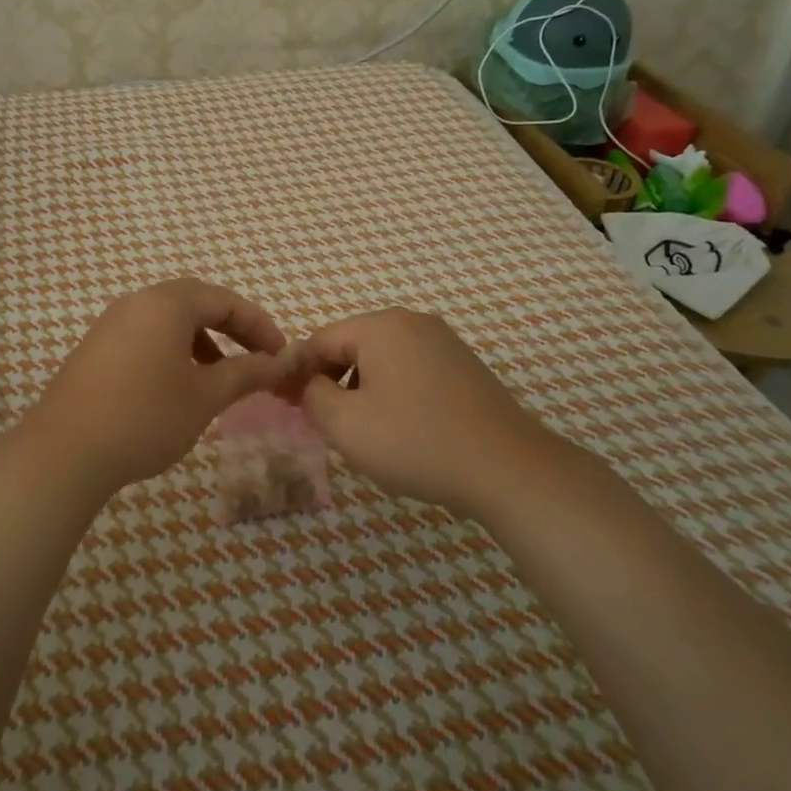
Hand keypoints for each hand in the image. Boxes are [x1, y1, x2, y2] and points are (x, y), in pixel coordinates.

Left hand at [24, 279, 300, 494]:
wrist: (64, 452)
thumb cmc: (145, 417)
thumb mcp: (206, 396)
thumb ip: (248, 373)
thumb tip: (283, 362)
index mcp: (167, 303)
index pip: (226, 300)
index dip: (260, 326)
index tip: (282, 357)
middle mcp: (137, 302)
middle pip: (197, 303)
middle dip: (232, 329)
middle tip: (257, 360)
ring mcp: (111, 324)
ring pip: (169, 320)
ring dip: (203, 341)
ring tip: (220, 377)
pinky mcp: (96, 348)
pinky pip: (146, 336)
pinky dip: (173, 351)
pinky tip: (178, 386)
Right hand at [298, 308, 579, 521]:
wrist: (507, 468)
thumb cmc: (416, 441)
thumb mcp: (345, 424)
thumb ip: (312, 396)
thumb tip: (309, 385)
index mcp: (381, 326)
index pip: (320, 340)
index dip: (296, 371)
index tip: (282, 403)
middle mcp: (413, 322)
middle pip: (352, 345)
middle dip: (329, 380)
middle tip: (318, 419)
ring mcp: (444, 342)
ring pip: (382, 359)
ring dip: (360, 388)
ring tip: (358, 429)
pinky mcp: (464, 367)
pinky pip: (411, 370)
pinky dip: (392, 392)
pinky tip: (398, 427)